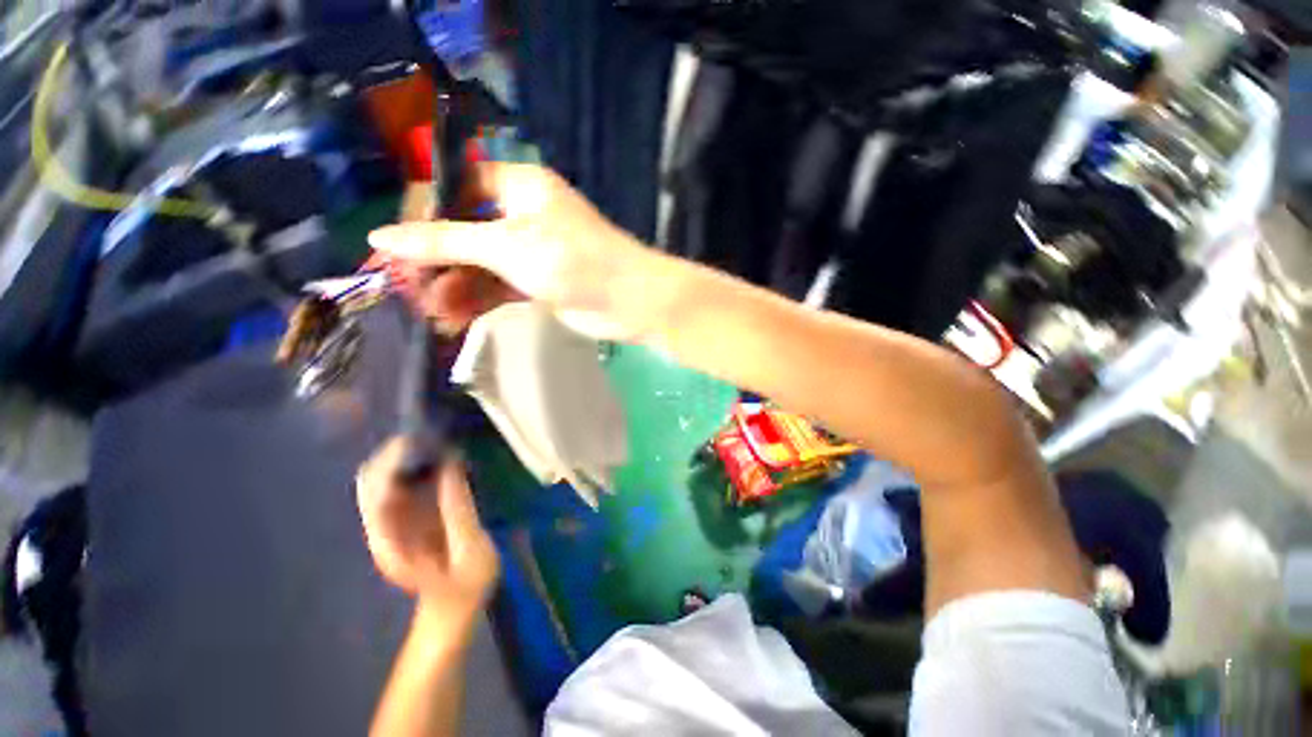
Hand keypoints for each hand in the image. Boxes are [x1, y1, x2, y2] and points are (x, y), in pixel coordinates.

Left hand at [356, 438, 497, 613]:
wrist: (451, 614)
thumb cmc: (464, 589)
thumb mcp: (471, 550)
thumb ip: (459, 508)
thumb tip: (452, 464)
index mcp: (390, 539)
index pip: (376, 488)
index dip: (395, 459)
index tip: (426, 438)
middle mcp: (381, 528)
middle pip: (372, 478)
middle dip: (398, 452)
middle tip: (436, 436)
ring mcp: (389, 525)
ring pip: (382, 478)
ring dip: (406, 457)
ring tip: (441, 443)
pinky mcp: (403, 522)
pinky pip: (399, 486)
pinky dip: (415, 468)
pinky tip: (441, 461)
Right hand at [368, 163, 656, 338]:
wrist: (629, 301)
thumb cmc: (572, 260)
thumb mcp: (505, 246)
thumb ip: (444, 241)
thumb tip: (379, 237)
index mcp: (518, 187)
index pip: (455, 189)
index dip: (422, 216)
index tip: (394, 248)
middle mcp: (523, 215)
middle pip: (465, 232)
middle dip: (437, 263)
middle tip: (409, 292)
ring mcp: (532, 252)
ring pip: (480, 265)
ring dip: (454, 288)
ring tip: (433, 315)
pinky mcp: (539, 283)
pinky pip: (498, 288)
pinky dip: (477, 302)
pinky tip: (455, 320)